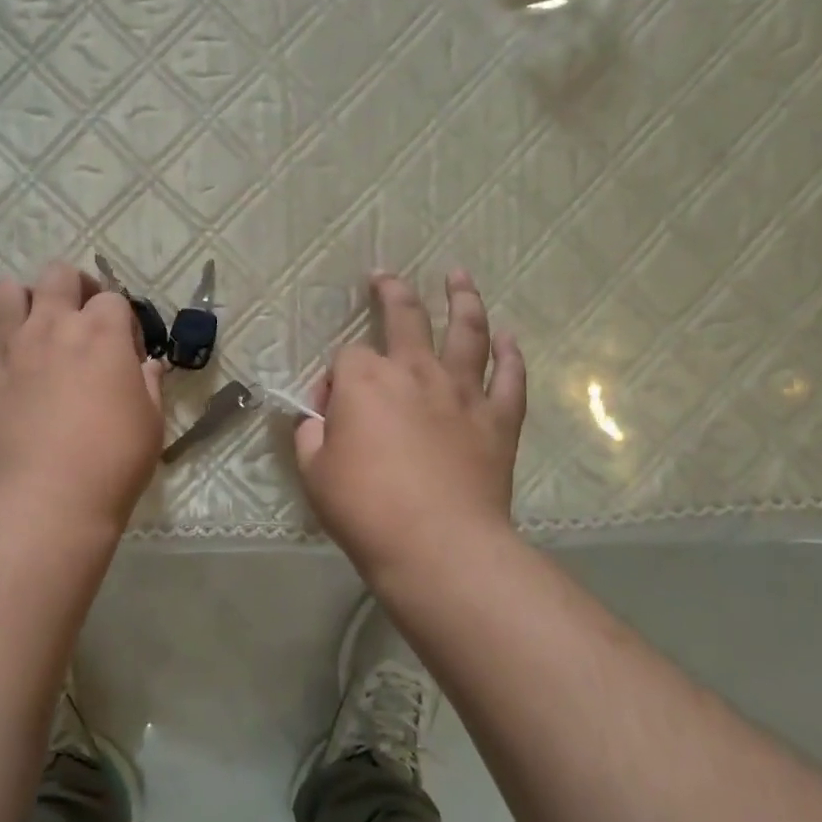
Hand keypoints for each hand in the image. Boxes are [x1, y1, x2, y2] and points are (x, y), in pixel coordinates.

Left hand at [0, 263, 165, 529]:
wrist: (45, 502)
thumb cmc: (112, 463)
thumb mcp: (151, 423)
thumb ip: (149, 385)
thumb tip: (146, 365)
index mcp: (101, 333)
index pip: (112, 299)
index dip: (120, 321)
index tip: (124, 352)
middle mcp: (50, 325)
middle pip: (58, 275)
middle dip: (71, 289)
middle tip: (77, 321)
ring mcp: (4, 347)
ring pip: (2, 291)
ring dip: (18, 304)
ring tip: (26, 333)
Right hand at [294, 271, 526, 576]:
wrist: (438, 544)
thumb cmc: (366, 508)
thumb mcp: (314, 473)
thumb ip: (311, 435)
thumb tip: (318, 420)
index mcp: (365, 380)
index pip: (345, 359)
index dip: (334, 380)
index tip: (329, 411)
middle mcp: (415, 370)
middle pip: (405, 316)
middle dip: (391, 292)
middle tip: (385, 276)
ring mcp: (463, 391)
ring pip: (467, 330)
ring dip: (462, 299)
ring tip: (459, 276)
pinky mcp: (498, 418)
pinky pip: (510, 377)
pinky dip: (510, 354)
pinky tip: (509, 338)